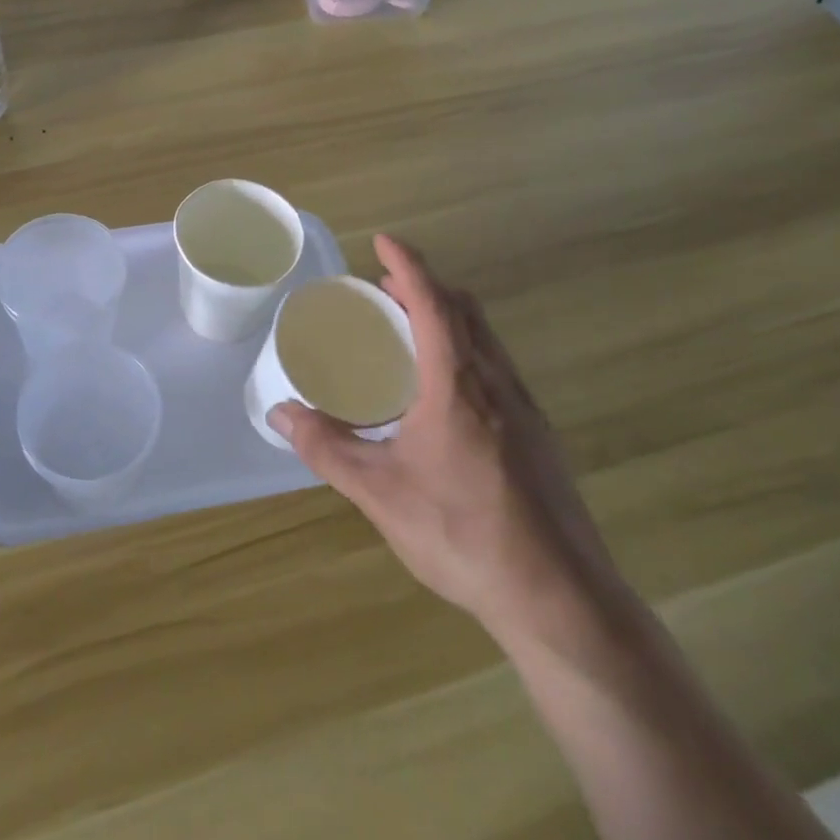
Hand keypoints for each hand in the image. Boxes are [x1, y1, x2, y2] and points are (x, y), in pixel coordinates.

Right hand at [268, 237, 629, 652]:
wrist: (559, 598)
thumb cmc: (462, 533)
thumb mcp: (380, 492)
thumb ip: (327, 448)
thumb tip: (280, 415)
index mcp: (458, 385)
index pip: (434, 303)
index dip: (408, 266)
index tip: (384, 241)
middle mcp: (497, 383)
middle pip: (465, 311)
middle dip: (425, 287)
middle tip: (385, 289)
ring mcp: (525, 409)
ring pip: (486, 339)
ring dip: (449, 318)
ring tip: (409, 332)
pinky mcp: (538, 436)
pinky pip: (497, 368)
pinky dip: (465, 351)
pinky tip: (443, 394)